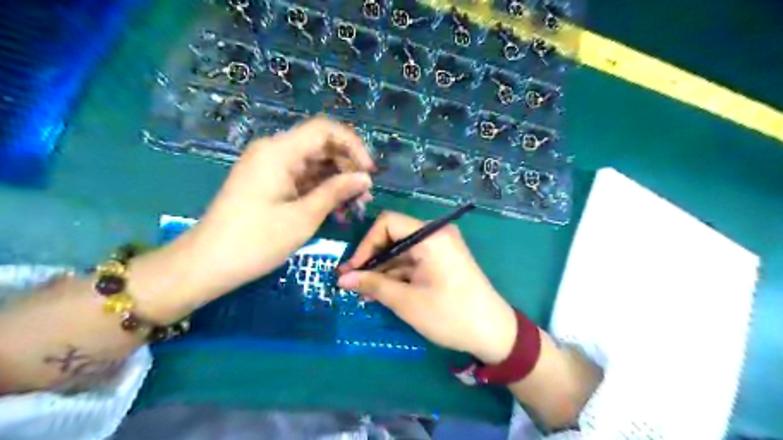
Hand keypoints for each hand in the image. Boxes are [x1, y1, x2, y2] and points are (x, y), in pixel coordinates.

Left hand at [140, 117, 375, 316]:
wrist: (207, 264)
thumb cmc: (256, 241)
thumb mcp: (303, 217)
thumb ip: (336, 192)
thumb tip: (365, 178)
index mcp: (279, 151)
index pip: (325, 130)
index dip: (353, 145)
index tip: (369, 171)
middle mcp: (275, 152)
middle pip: (321, 146)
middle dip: (347, 167)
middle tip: (365, 196)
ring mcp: (271, 168)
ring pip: (314, 164)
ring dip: (337, 182)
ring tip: (355, 206)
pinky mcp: (269, 183)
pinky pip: (303, 179)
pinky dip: (321, 191)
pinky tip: (336, 210)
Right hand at [337, 211, 518, 361]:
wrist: (493, 333)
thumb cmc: (449, 315)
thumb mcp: (406, 302)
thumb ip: (373, 285)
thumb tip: (343, 278)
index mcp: (430, 236)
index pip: (388, 223)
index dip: (366, 244)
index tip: (353, 269)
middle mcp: (436, 234)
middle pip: (394, 236)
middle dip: (372, 259)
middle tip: (353, 282)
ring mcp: (441, 246)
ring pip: (402, 250)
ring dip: (383, 269)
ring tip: (364, 291)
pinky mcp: (443, 259)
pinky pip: (414, 260)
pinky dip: (398, 273)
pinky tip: (383, 291)